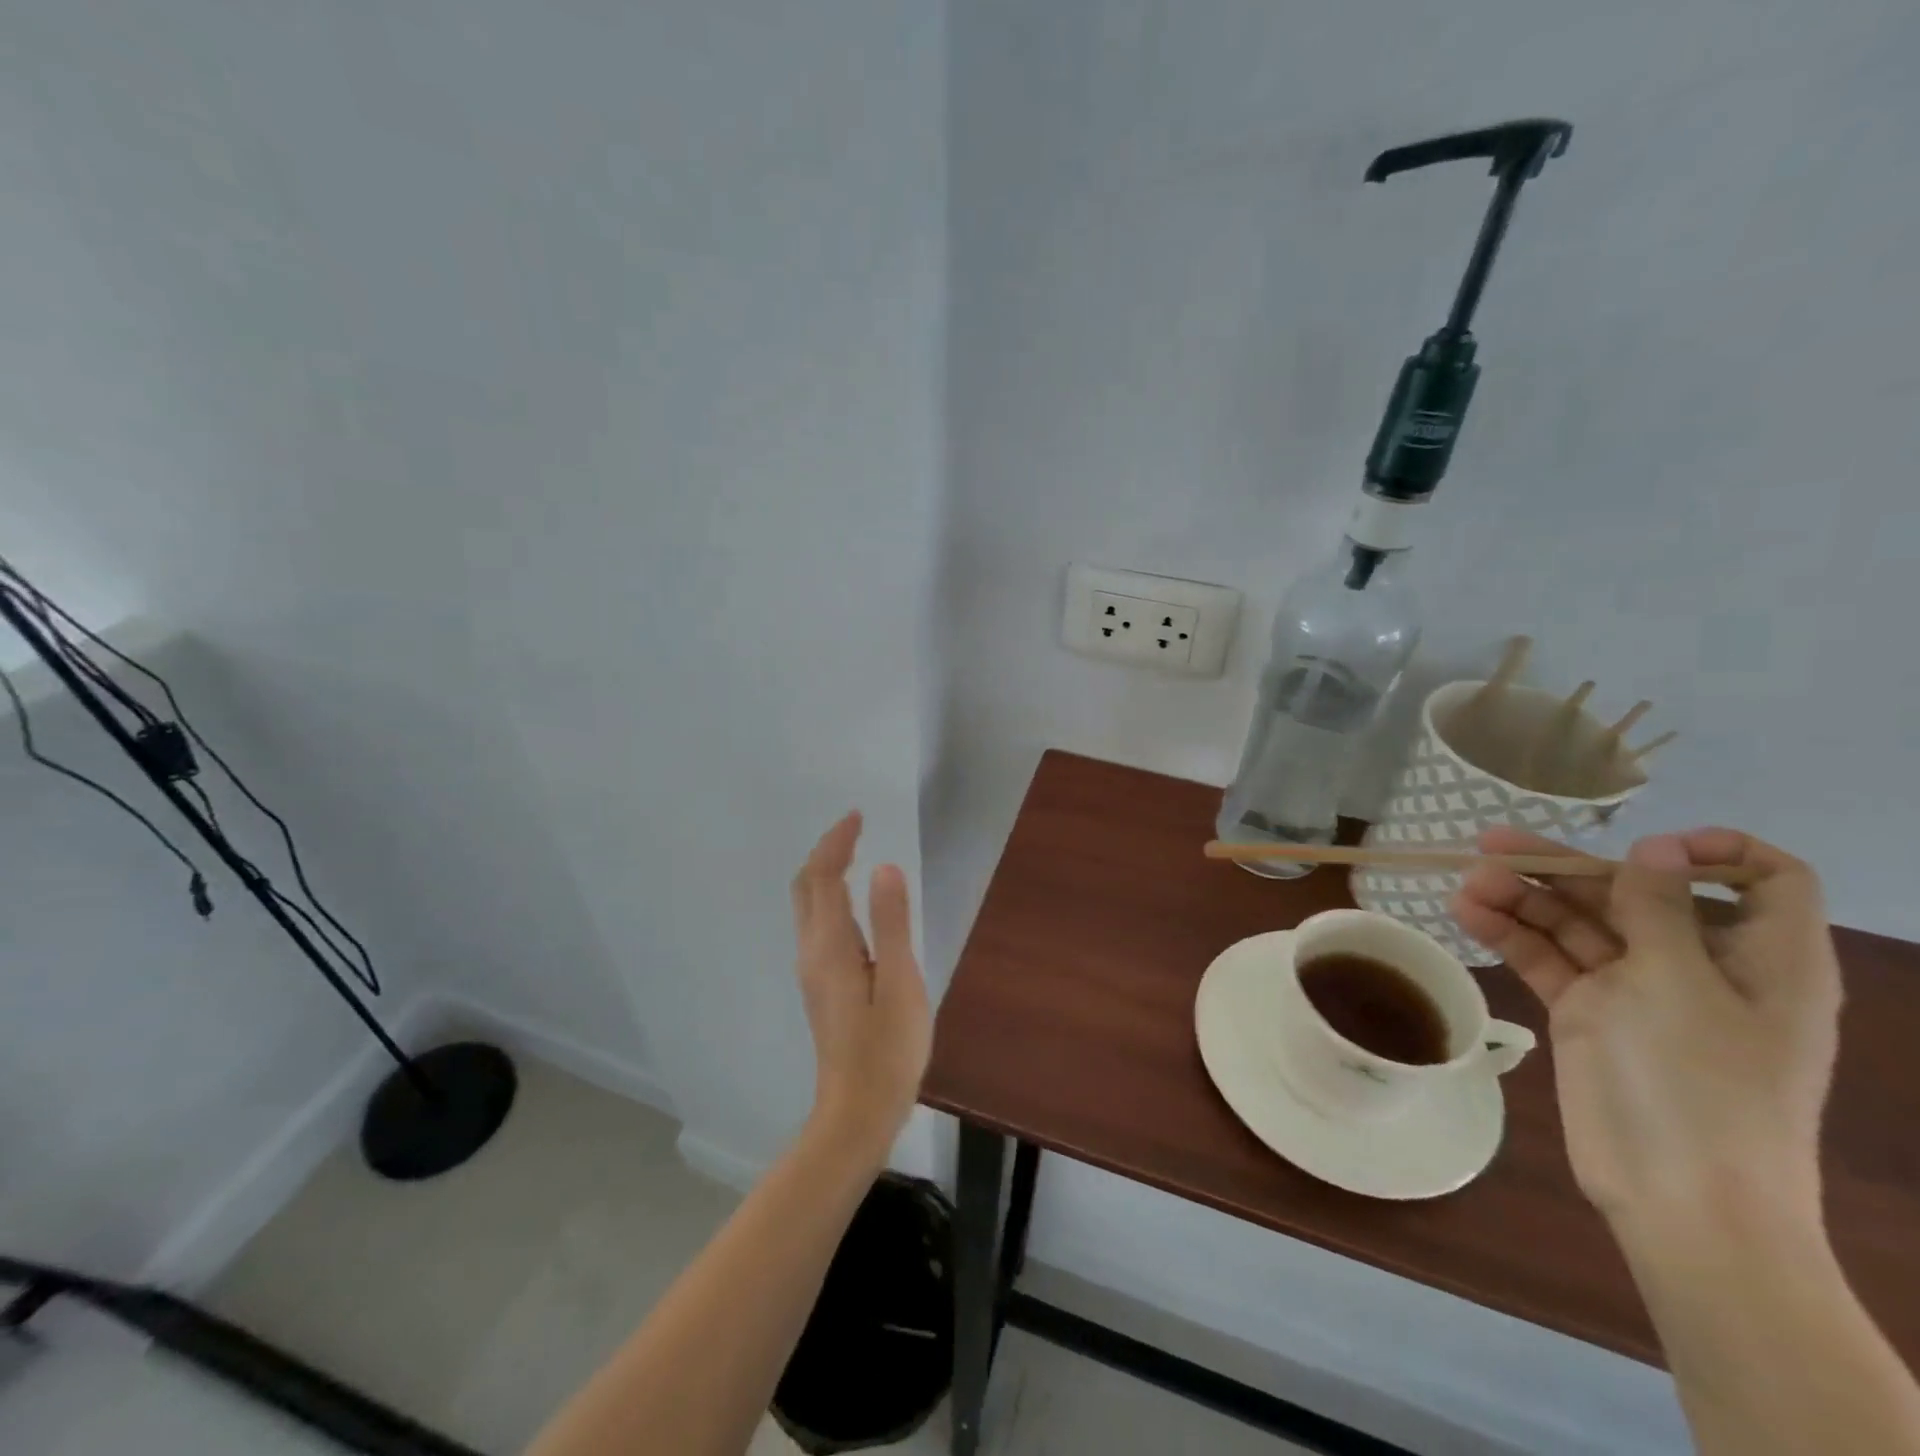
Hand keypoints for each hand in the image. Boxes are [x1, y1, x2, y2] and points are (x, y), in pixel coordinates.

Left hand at [789, 812, 930, 1163]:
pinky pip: (816, 923)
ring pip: (807, 906)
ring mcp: (812, 971)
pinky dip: (828, 896)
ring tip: (852, 853)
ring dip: (823, 872)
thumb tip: (884, 867)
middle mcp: (812, 952)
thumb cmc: (887, 1049)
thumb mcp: (900, 982)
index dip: (838, 842)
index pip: (823, 877)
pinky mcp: (820, 986)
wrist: (857, 1112)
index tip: (858, 816)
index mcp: (830, 946)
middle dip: (825, 851)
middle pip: (805, 886)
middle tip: (854, 828)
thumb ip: (892, 923)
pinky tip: (851, 903)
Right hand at [1452, 827, 1841, 1242]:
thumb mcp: (1680, 983)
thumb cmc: (1700, 1083)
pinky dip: (1511, 935)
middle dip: (1564, 868)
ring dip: (1523, 899)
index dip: (1714, 849)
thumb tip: (1657, 848)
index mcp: (1761, 958)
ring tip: (1466, 883)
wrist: (1680, 1197)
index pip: (1764, 880)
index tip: (1645, 846)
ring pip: (1579, 924)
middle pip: (1634, 894)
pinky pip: (1550, 959)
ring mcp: (1640, 990)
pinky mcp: (1592, 1014)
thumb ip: (1658, 908)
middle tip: (1488, 847)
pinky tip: (1467, 915)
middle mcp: (1701, 965)